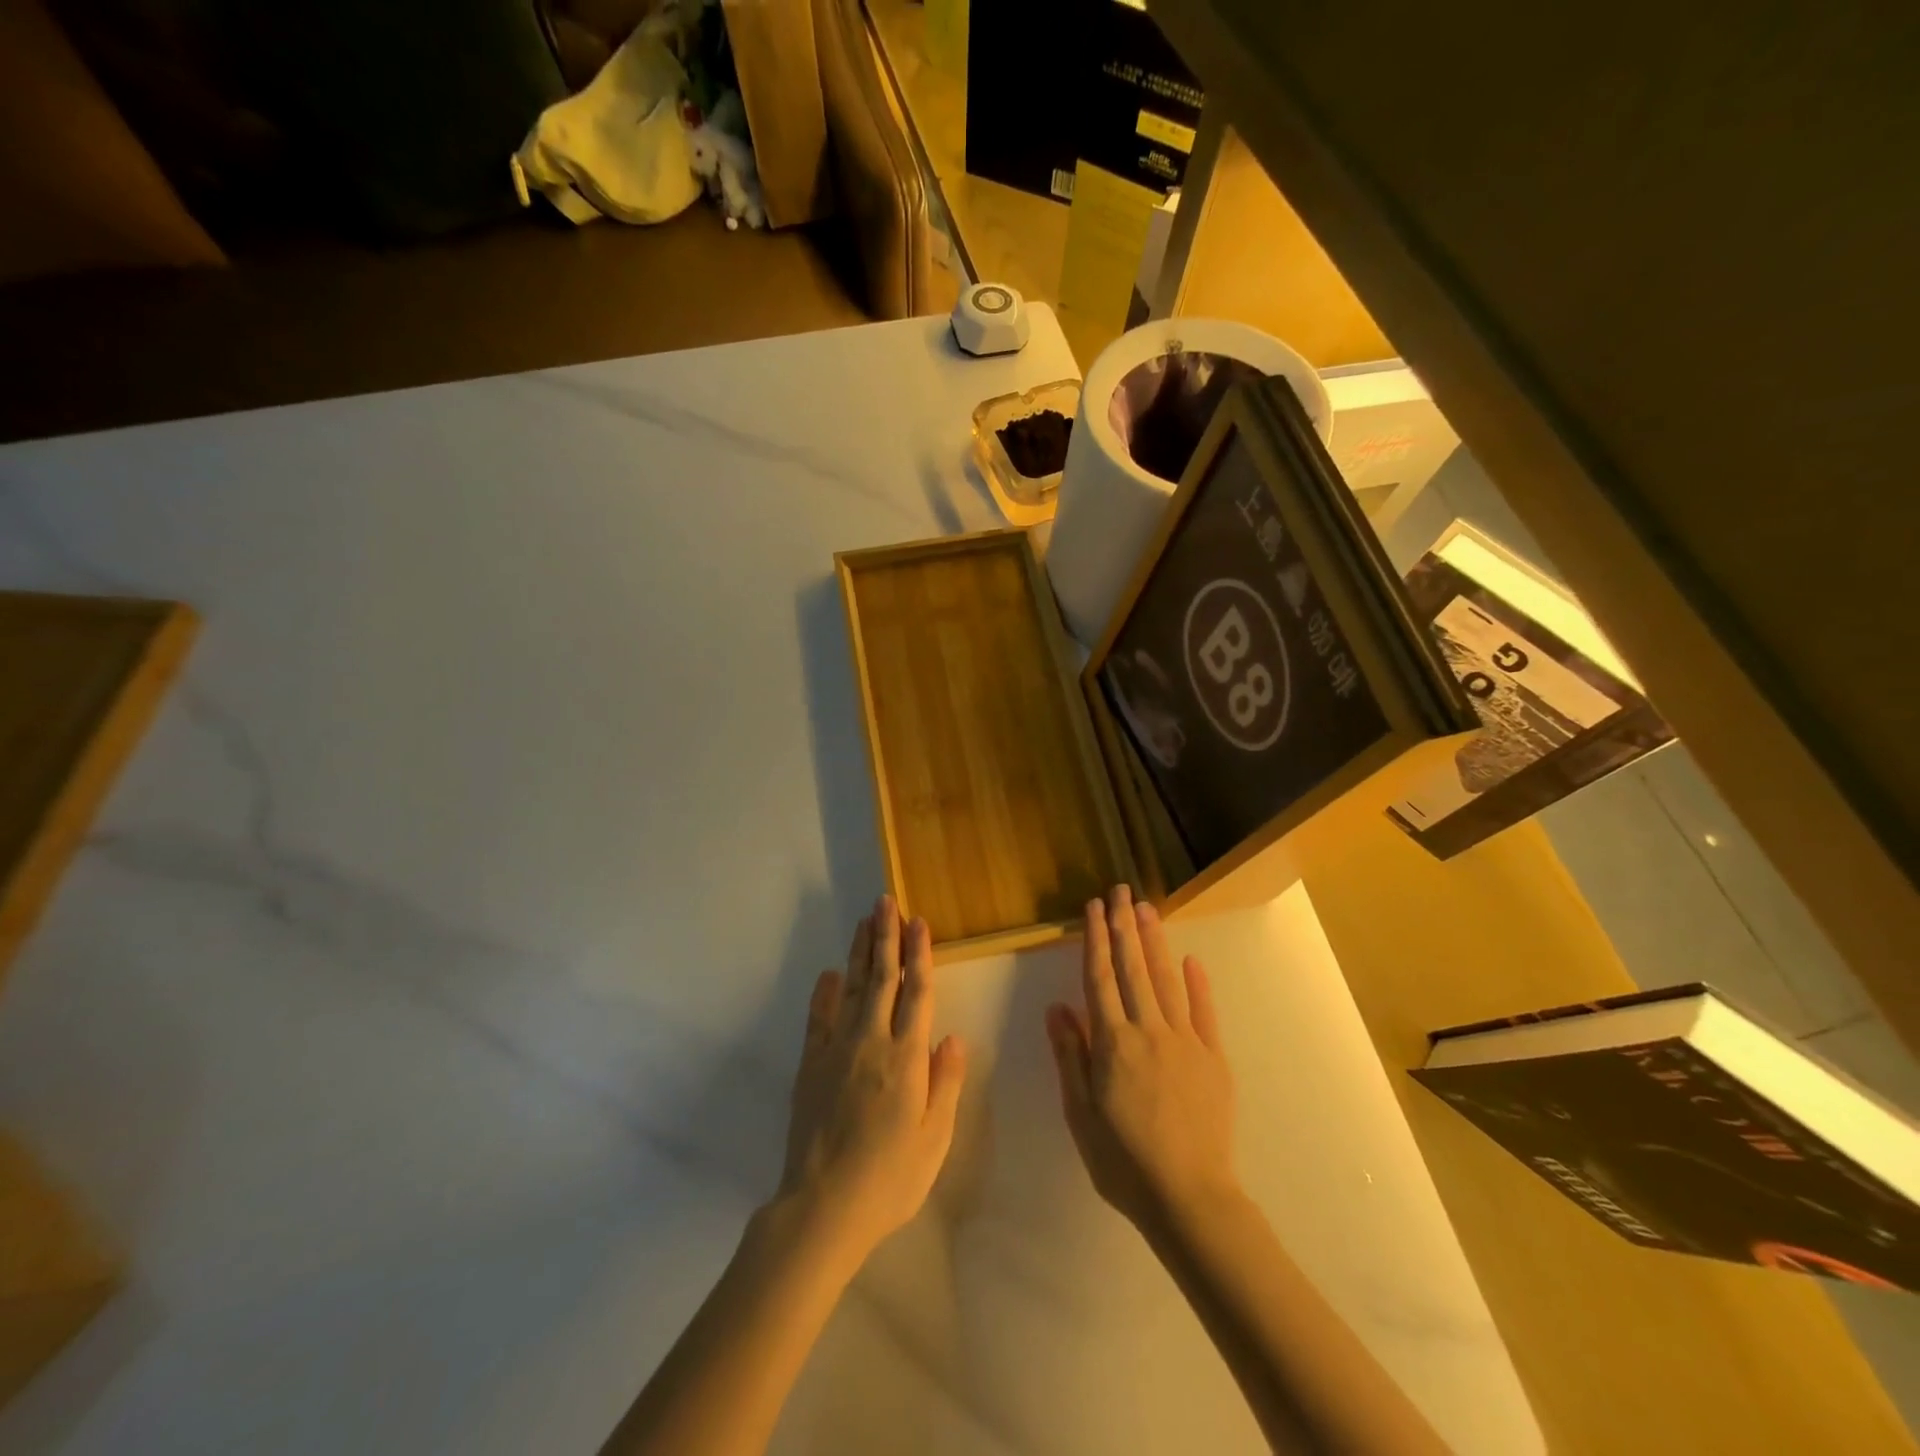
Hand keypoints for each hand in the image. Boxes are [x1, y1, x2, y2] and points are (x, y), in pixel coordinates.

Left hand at [777, 896, 967, 1265]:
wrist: (823, 1206)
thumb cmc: (890, 1177)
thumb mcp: (935, 1138)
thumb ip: (945, 1083)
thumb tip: (952, 1036)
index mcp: (907, 1057)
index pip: (917, 992)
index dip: (919, 954)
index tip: (919, 922)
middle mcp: (872, 1041)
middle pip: (882, 978)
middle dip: (886, 937)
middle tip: (886, 902)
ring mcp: (837, 1050)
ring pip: (851, 989)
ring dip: (859, 953)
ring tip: (864, 922)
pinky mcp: (811, 1064)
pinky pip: (818, 1018)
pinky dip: (824, 993)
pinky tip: (829, 974)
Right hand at [1045, 885, 1238, 1234]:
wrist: (1190, 1198)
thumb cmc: (1123, 1161)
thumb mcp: (1081, 1113)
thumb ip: (1071, 1055)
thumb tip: (1058, 1007)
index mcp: (1112, 1043)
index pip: (1099, 978)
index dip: (1095, 939)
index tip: (1093, 908)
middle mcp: (1148, 1031)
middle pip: (1133, 968)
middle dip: (1124, 926)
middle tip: (1121, 891)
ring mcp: (1185, 1042)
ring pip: (1166, 980)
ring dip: (1155, 942)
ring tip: (1147, 909)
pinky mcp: (1213, 1058)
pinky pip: (1204, 1012)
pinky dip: (1198, 983)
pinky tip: (1191, 959)